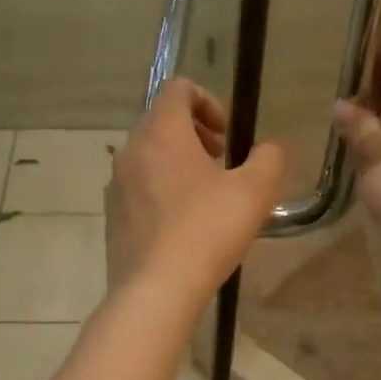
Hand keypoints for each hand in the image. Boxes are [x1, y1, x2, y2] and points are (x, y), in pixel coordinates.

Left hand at [105, 79, 286, 303]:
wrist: (156, 290)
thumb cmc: (207, 231)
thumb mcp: (255, 191)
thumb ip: (268, 159)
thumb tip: (268, 149)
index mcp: (161, 133)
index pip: (178, 89)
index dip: (208, 102)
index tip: (227, 135)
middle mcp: (130, 150)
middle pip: (161, 122)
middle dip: (194, 133)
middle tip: (220, 161)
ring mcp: (116, 185)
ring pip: (148, 156)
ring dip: (177, 162)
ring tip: (205, 195)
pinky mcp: (112, 216)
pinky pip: (138, 188)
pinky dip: (160, 190)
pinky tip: (183, 225)